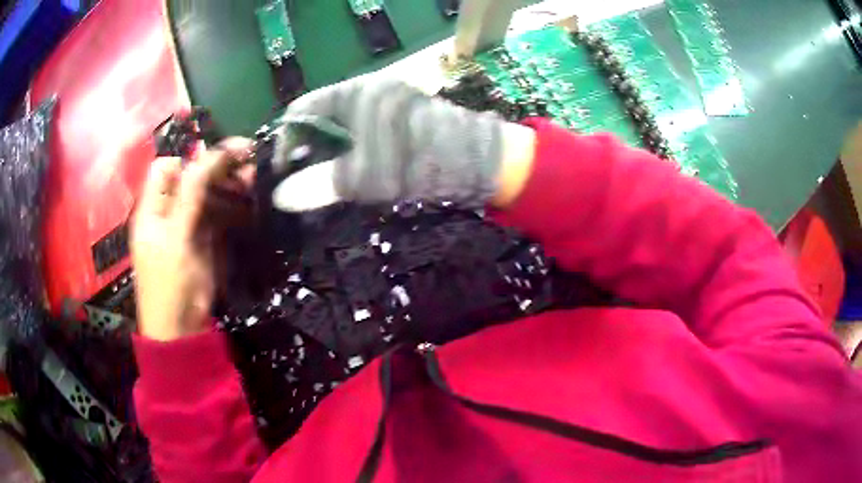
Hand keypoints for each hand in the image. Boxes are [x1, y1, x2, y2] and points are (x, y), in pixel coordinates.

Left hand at [131, 140, 254, 340]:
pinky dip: (232, 202)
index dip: (189, 159)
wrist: (182, 328)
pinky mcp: (203, 238)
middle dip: (216, 165)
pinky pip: (217, 212)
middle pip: (190, 177)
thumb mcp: (176, 237)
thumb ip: (189, 195)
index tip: (217, 158)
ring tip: (253, 175)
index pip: (166, 168)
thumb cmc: (169, 284)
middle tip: (247, 156)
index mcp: (151, 207)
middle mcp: (168, 210)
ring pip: (207, 193)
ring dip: (228, 182)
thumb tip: (206, 155)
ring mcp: (187, 224)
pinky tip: (248, 195)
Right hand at [274, 75, 536, 210]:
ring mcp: (388, 103)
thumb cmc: (419, 161)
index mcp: (354, 94)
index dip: (286, 139)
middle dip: (307, 149)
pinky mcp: (402, 117)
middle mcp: (368, 91)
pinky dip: (352, 150)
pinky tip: (352, 173)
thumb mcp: (364, 176)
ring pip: (343, 125)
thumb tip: (280, 198)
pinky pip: (364, 130)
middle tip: (303, 181)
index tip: (284, 170)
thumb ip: (319, 184)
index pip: (302, 109)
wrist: (479, 161)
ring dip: (330, 153)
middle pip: (321, 116)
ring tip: (324, 182)